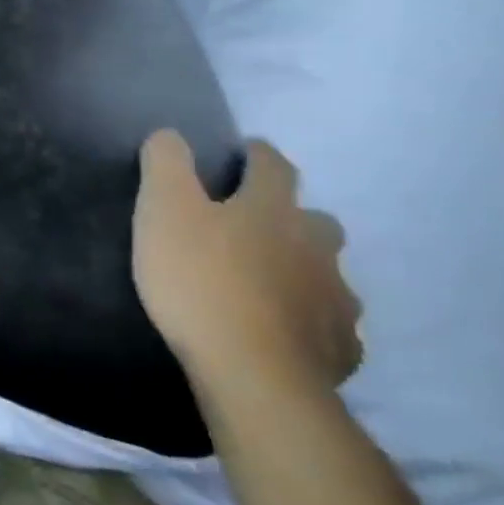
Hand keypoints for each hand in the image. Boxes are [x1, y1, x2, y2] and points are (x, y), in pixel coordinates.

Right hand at [132, 131, 361, 395]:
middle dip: (289, 217)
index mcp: (272, 209)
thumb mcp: (163, 211)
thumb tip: (171, 134)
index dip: (258, 155)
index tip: (244, 152)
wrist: (252, 371)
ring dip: (302, 270)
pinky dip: (310, 320)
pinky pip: (330, 324)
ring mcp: (335, 297)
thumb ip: (165, 166)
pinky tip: (287, 332)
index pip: (273, 166)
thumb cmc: (199, 280)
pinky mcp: (340, 345)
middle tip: (253, 228)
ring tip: (269, 284)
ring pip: (326, 273)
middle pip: (314, 220)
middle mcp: (315, 245)